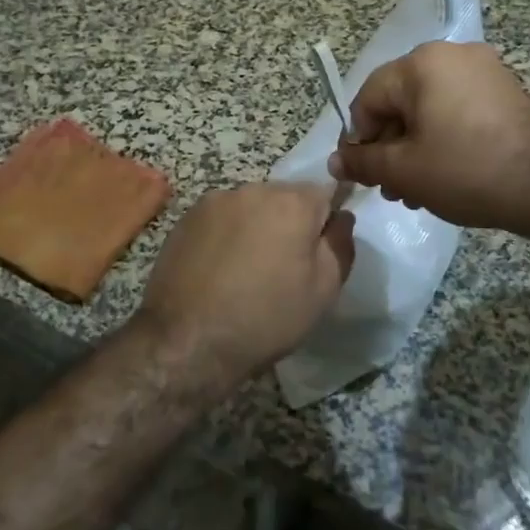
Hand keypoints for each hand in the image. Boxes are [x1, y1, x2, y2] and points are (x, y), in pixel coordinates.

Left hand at [135, 183, 354, 393]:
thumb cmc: (266, 318)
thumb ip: (340, 244)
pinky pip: (221, 217)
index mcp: (293, 202)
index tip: (317, 248)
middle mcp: (254, 189)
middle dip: (290, 222)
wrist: (188, 340)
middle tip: (283, 265)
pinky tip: (219, 268)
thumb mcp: (324, 290)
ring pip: (251, 206)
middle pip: (285, 197)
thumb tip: (341, 215)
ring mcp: (216, 200)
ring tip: (247, 269)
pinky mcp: (187, 217)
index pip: (325, 192)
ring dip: (257, 226)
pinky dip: (227, 234)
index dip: (325, 220)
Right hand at [328, 42, 529, 231]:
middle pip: (400, 101)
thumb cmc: (465, 171)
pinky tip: (446, 174)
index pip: (369, 97)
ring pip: (429, 108)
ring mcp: (483, 69)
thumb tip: (335, 162)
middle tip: (392, 189)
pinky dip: (444, 136)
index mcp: (421, 63)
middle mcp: (451, 54)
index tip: (364, 174)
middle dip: (390, 146)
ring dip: (415, 146)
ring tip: (418, 190)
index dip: (359, 138)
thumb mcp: (404, 171)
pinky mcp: (504, 89)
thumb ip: (363, 162)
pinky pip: (457, 108)